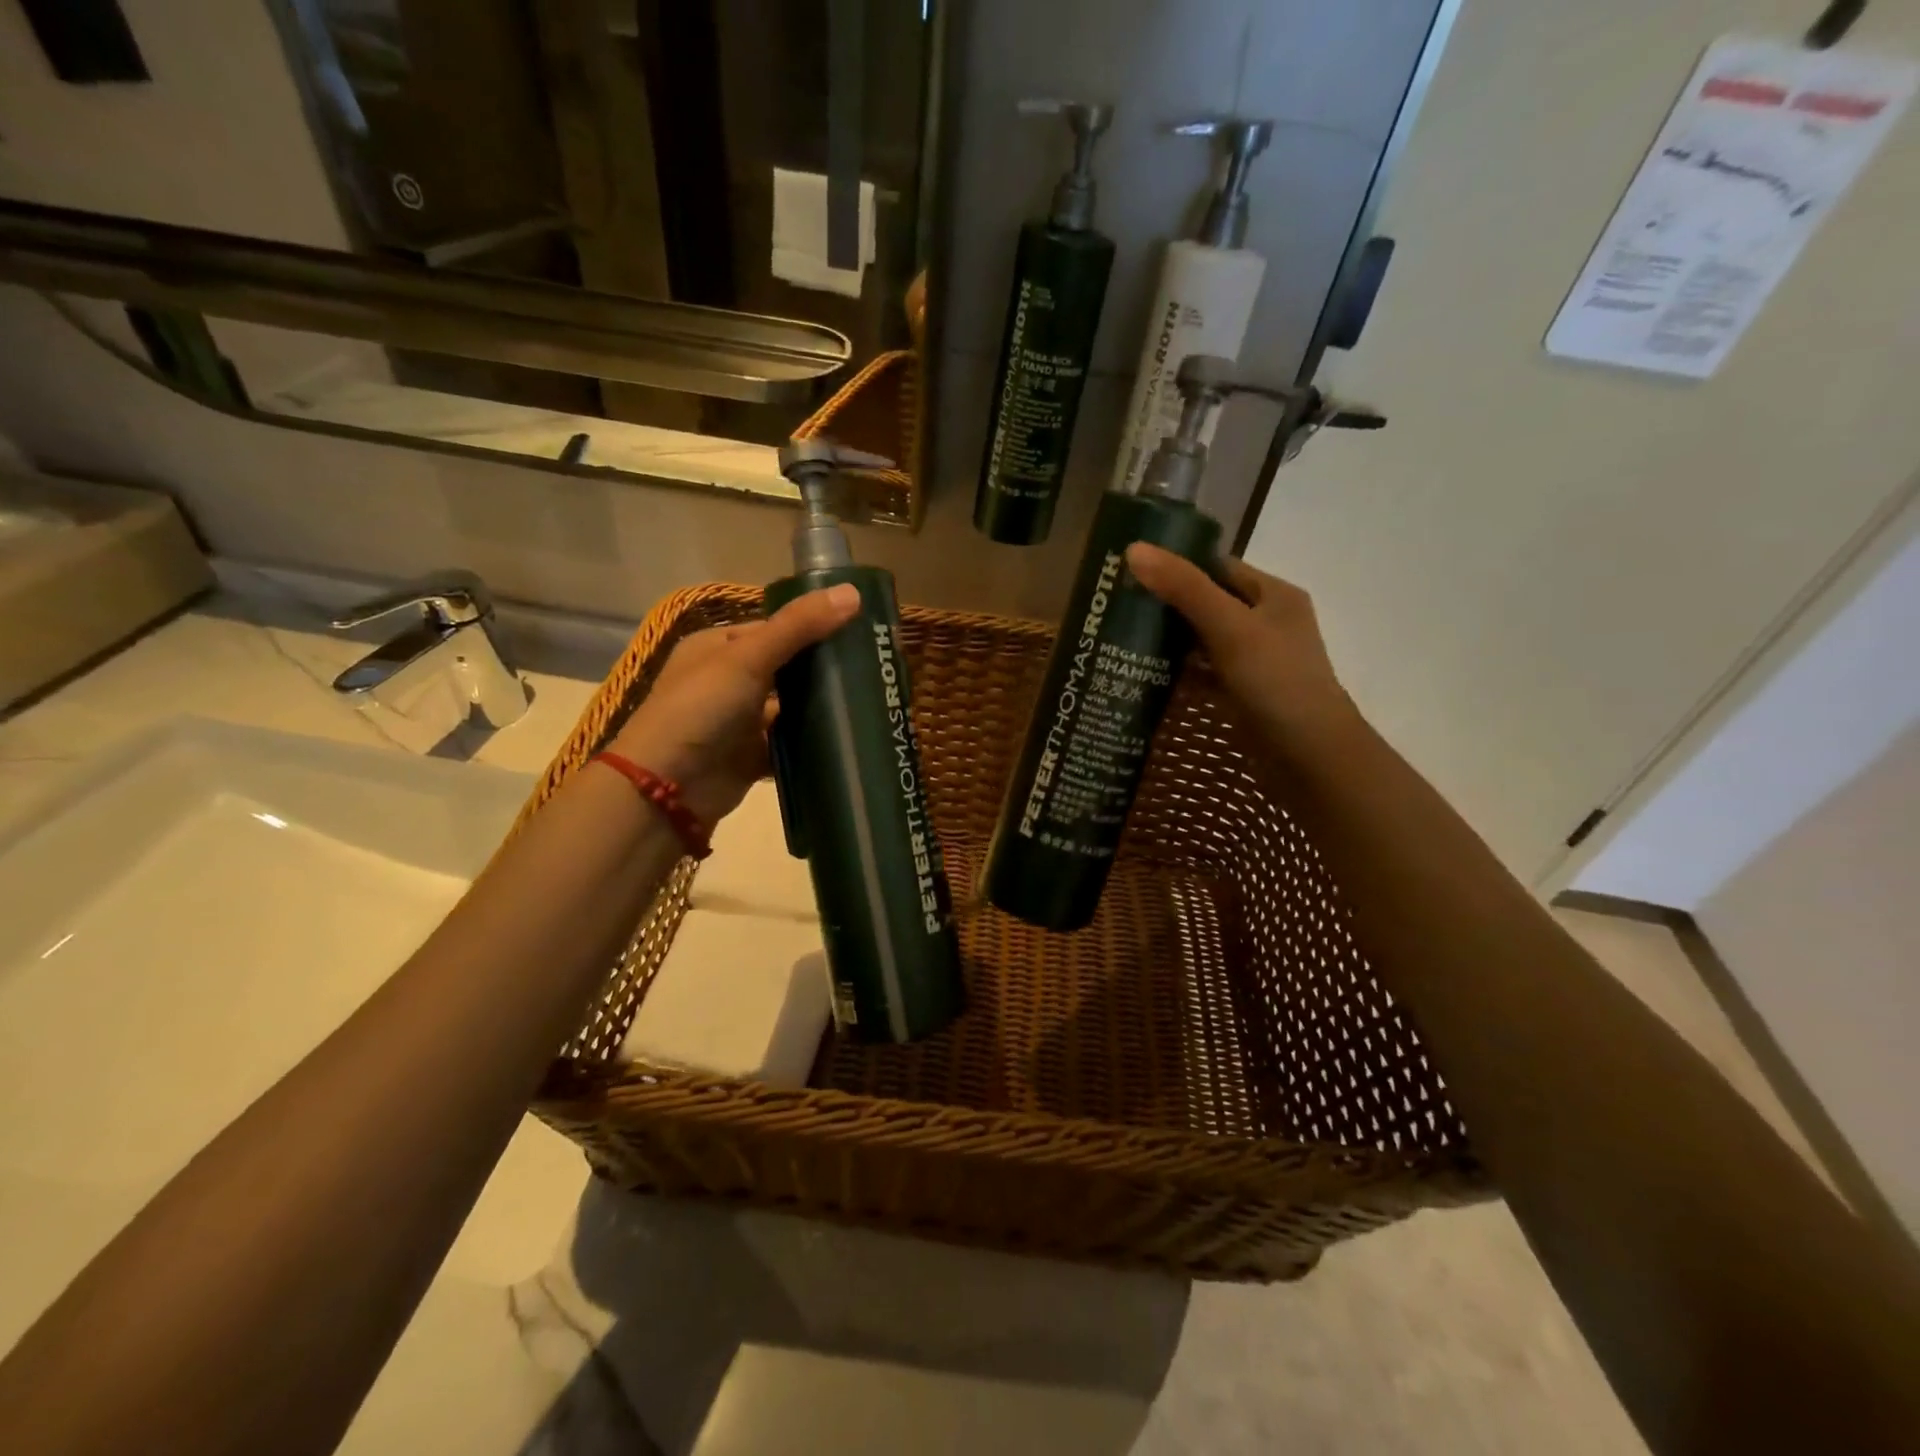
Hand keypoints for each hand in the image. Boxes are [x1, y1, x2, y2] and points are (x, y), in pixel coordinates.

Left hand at [609, 583, 861, 826]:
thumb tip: (853, 592)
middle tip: (873, 668)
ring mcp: (738, 722)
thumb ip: (799, 626)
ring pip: (789, 708)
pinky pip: (788, 744)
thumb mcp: (748, 657)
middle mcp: (726, 681)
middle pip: (785, 669)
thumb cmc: (701, 709)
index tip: (859, 631)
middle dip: (822, 670)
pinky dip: (810, 743)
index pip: (774, 629)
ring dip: (819, 708)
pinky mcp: (750, 757)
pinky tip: (846, 738)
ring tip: (870, 701)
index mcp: (716, 648)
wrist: (668, 789)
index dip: (813, 627)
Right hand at [1125, 542, 1356, 756]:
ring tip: (1121, 637)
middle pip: (1208, 603)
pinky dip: (1179, 673)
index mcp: (1273, 595)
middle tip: (1117, 606)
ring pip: (1204, 640)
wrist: (1311, 758)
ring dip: (1169, 640)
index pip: (1217, 567)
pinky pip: (1204, 673)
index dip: (1176, 565)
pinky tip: (1145, 675)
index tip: (1130, 572)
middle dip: (1166, 605)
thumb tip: (1133, 549)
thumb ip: (1184, 588)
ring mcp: (1256, 661)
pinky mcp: (1244, 694)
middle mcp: (1267, 622)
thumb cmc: (1276, 682)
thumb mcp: (1229, 628)